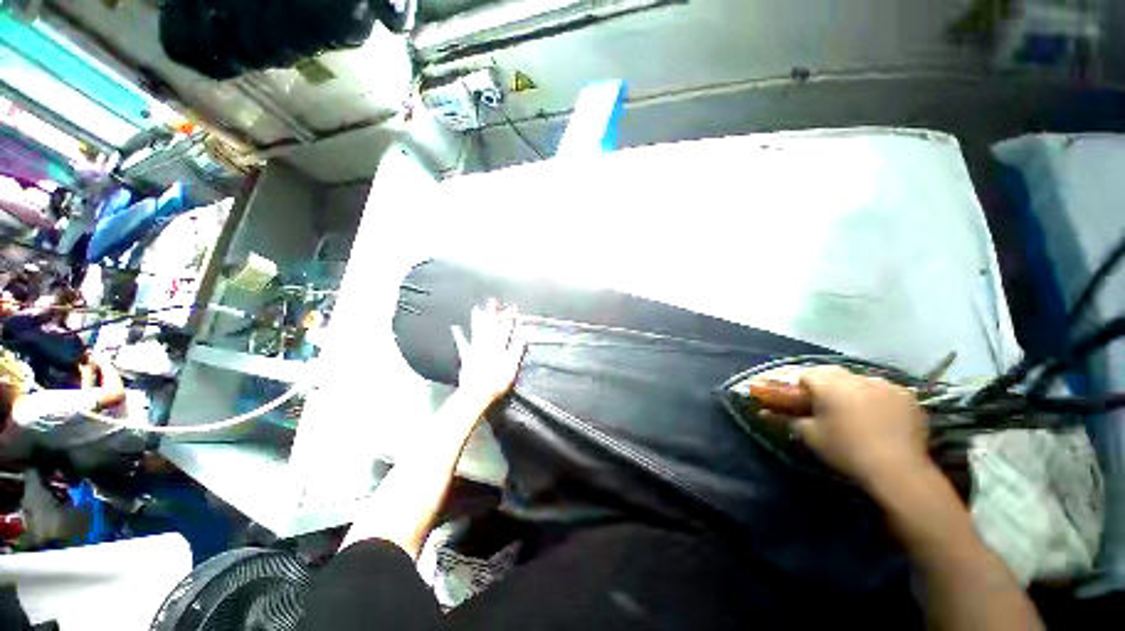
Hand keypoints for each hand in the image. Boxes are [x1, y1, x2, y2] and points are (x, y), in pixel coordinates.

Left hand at [452, 299, 525, 403]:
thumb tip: (525, 333)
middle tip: (492, 300)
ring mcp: (475, 348)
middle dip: (492, 312)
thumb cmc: (497, 380)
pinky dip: (458, 335)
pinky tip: (454, 328)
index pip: (506, 327)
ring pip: (477, 330)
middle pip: (490, 324)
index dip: (510, 316)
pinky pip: (462, 343)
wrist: (477, 392)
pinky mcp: (466, 355)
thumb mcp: (512, 364)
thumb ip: (517, 347)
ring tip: (476, 308)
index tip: (512, 306)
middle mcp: (486, 343)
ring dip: (477, 319)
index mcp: (499, 344)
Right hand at [791, 366, 931, 484]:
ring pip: (859, 380)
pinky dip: (877, 398)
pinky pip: (884, 390)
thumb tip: (764, 413)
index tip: (801, 401)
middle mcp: (856, 378)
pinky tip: (879, 416)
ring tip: (854, 411)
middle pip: (832, 373)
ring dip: (852, 390)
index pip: (806, 374)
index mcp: (829, 384)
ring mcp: (885, 384)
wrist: (897, 470)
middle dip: (825, 384)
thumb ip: (788, 420)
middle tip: (825, 405)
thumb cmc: (846, 450)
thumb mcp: (810, 436)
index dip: (801, 386)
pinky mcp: (906, 396)